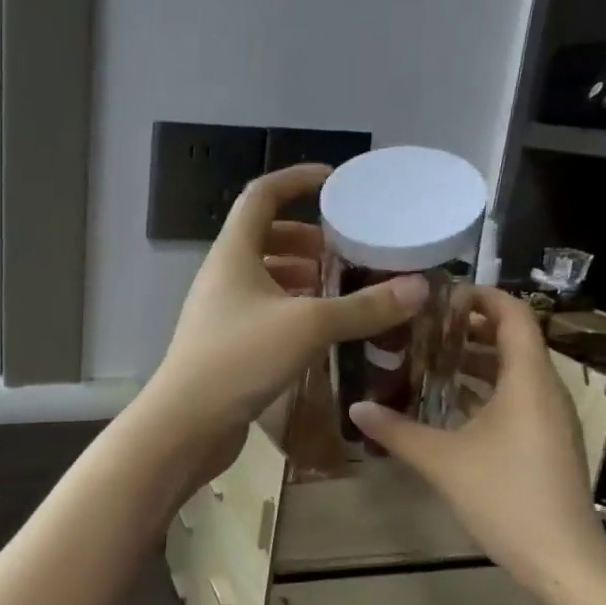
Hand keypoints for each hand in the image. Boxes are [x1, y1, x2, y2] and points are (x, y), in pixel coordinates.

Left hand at [138, 163, 428, 478]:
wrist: (186, 424)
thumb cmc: (240, 359)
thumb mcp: (308, 326)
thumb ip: (363, 306)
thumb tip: (419, 288)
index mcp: (233, 254)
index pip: (261, 196)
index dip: (296, 180)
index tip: (335, 182)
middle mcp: (223, 276)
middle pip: (264, 237)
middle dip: (306, 236)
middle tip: (347, 248)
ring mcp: (222, 312)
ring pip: (265, 278)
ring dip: (301, 275)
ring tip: (341, 286)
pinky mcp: (227, 344)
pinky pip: (264, 311)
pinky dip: (293, 309)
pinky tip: (321, 328)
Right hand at [350, 288, 605, 592]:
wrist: (562, 560)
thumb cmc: (505, 497)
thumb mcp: (442, 461)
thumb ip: (396, 431)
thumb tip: (355, 407)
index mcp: (528, 381)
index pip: (514, 315)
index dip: (482, 296)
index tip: (441, 295)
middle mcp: (545, 391)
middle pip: (513, 340)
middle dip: (470, 328)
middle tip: (423, 327)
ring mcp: (551, 419)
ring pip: (514, 372)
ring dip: (476, 361)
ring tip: (429, 360)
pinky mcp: (547, 443)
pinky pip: (516, 399)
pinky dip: (485, 390)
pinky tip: (449, 406)